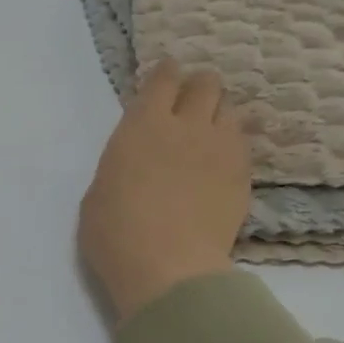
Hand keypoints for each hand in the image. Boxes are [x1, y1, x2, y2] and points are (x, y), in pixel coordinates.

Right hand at [79, 59, 251, 321]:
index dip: (166, 74)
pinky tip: (222, 161)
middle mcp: (187, 126)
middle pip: (206, 84)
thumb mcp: (99, 191)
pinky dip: (233, 144)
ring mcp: (222, 149)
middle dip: (198, 87)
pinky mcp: (244, 176)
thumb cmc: (115, 233)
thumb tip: (135, 163)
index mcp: (143, 125)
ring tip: (209, 131)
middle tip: (189, 102)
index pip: (164, 79)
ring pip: (231, 110)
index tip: (166, 76)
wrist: (168, 268)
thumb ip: (121, 164)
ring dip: (218, 114)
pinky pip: (243, 144)